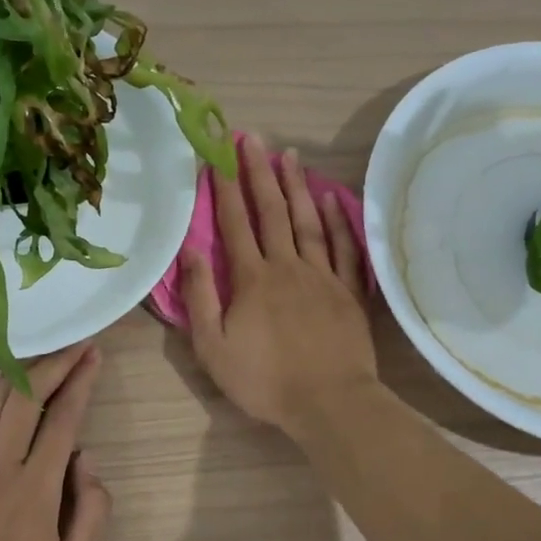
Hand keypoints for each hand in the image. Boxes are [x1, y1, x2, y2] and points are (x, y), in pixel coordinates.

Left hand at [0, 343, 110, 540]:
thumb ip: (93, 515)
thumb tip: (87, 462)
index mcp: (35, 491)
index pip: (63, 420)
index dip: (80, 382)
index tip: (93, 355)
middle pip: (24, 399)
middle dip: (52, 364)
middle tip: (72, 345)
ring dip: (16, 373)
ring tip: (36, 351)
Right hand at [182, 136, 376, 437]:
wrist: (329, 402)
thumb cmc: (265, 380)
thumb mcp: (214, 346)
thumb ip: (201, 297)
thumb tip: (191, 250)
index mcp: (253, 279)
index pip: (235, 224)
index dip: (226, 187)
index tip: (220, 154)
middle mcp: (288, 267)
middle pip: (273, 212)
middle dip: (259, 173)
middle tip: (253, 138)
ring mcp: (323, 276)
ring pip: (308, 222)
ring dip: (297, 187)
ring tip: (289, 155)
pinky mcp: (349, 292)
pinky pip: (344, 248)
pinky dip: (337, 221)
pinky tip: (330, 200)